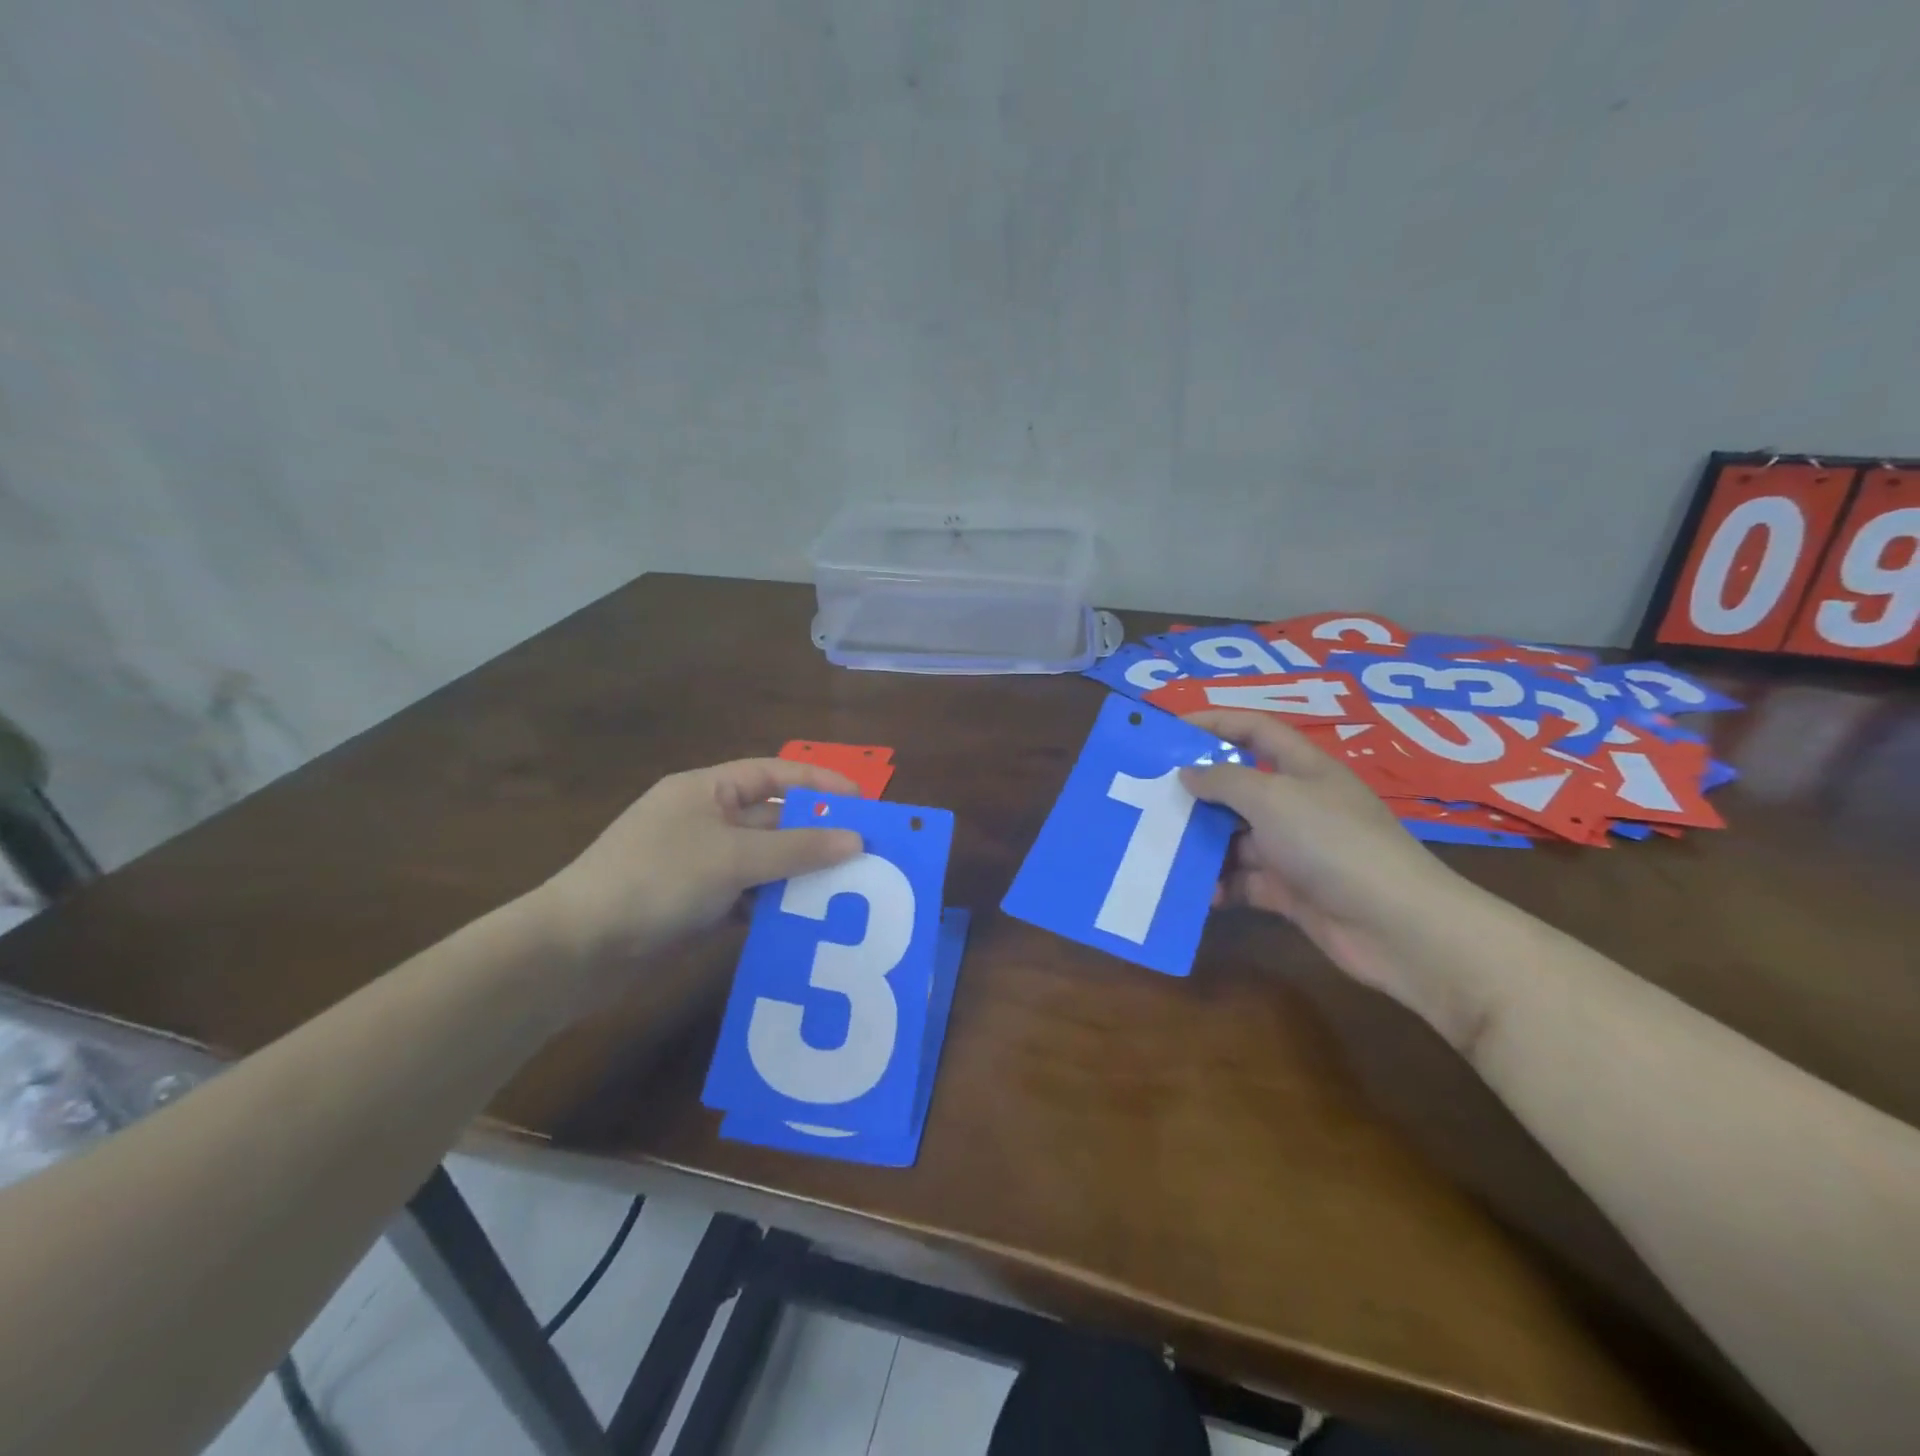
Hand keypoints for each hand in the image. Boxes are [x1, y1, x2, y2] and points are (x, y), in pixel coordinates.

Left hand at [536, 758, 863, 1005]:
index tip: (863, 804)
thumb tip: (856, 840)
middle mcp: (705, 821)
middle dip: (815, 836)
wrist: (576, 950)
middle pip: (773, 821)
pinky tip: (805, 922)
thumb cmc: (656, 880)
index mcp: (707, 790)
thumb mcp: (732, 858)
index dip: (819, 785)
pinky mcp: (696, 904)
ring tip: (848, 892)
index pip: (774, 774)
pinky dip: (774, 906)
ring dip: (798, 875)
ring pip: (764, 863)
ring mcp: (700, 864)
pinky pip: (748, 897)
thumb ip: (797, 848)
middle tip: (866, 855)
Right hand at [1180, 710, 1463, 996]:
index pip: (1253, 730)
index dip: (1213, 723)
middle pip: (1238, 786)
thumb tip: (1187, 773)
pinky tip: (1195, 893)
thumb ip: (1224, 780)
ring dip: (1201, 844)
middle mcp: (1297, 803)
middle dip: (1197, 791)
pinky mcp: (1290, 890)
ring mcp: (1294, 849)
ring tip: (1161, 848)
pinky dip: (1220, 886)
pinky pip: (1243, 881)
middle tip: (1151, 797)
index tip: (1168, 730)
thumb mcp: (1272, 798)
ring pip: (1235, 838)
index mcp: (1302, 768)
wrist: (1394, 926)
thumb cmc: (1331, 843)